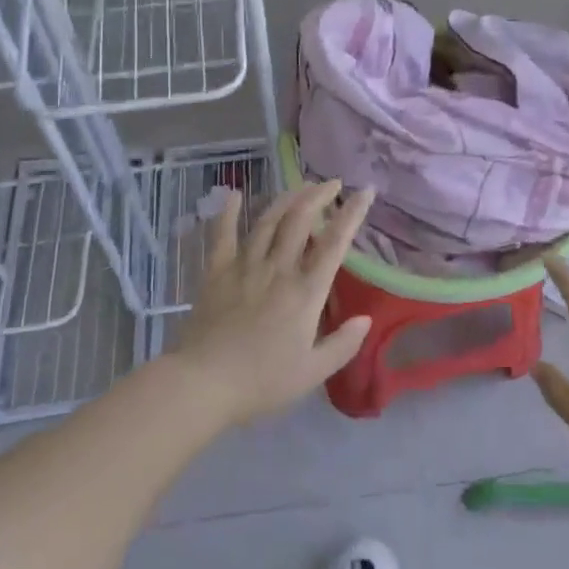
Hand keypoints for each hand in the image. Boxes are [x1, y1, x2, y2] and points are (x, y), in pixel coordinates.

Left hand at [174, 180, 375, 426]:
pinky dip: (228, 212)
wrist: (204, 384)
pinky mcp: (217, 272)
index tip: (364, 192)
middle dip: (319, 196)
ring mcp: (245, 266)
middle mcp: (278, 269)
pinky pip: (223, 235)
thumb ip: (342, 345)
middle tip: (332, 184)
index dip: (352, 214)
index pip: (334, 244)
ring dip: (287, 198)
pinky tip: (234, 195)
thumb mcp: (312, 372)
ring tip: (302, 186)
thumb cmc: (262, 382)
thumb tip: (365, 319)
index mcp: (305, 292)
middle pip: (301, 220)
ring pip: (269, 221)